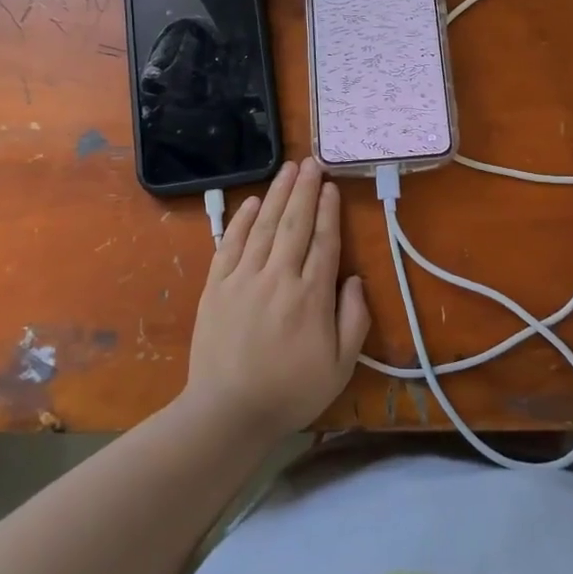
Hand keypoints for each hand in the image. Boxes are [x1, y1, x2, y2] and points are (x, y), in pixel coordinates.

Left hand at [183, 158, 371, 439]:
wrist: (227, 411)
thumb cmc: (290, 391)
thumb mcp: (339, 367)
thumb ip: (353, 319)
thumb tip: (355, 279)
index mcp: (311, 296)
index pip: (324, 242)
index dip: (329, 211)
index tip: (332, 186)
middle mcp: (278, 277)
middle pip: (294, 224)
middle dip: (305, 190)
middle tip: (312, 162)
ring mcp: (243, 278)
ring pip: (264, 226)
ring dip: (278, 194)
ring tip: (288, 169)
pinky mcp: (217, 286)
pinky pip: (231, 243)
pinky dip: (242, 220)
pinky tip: (253, 201)